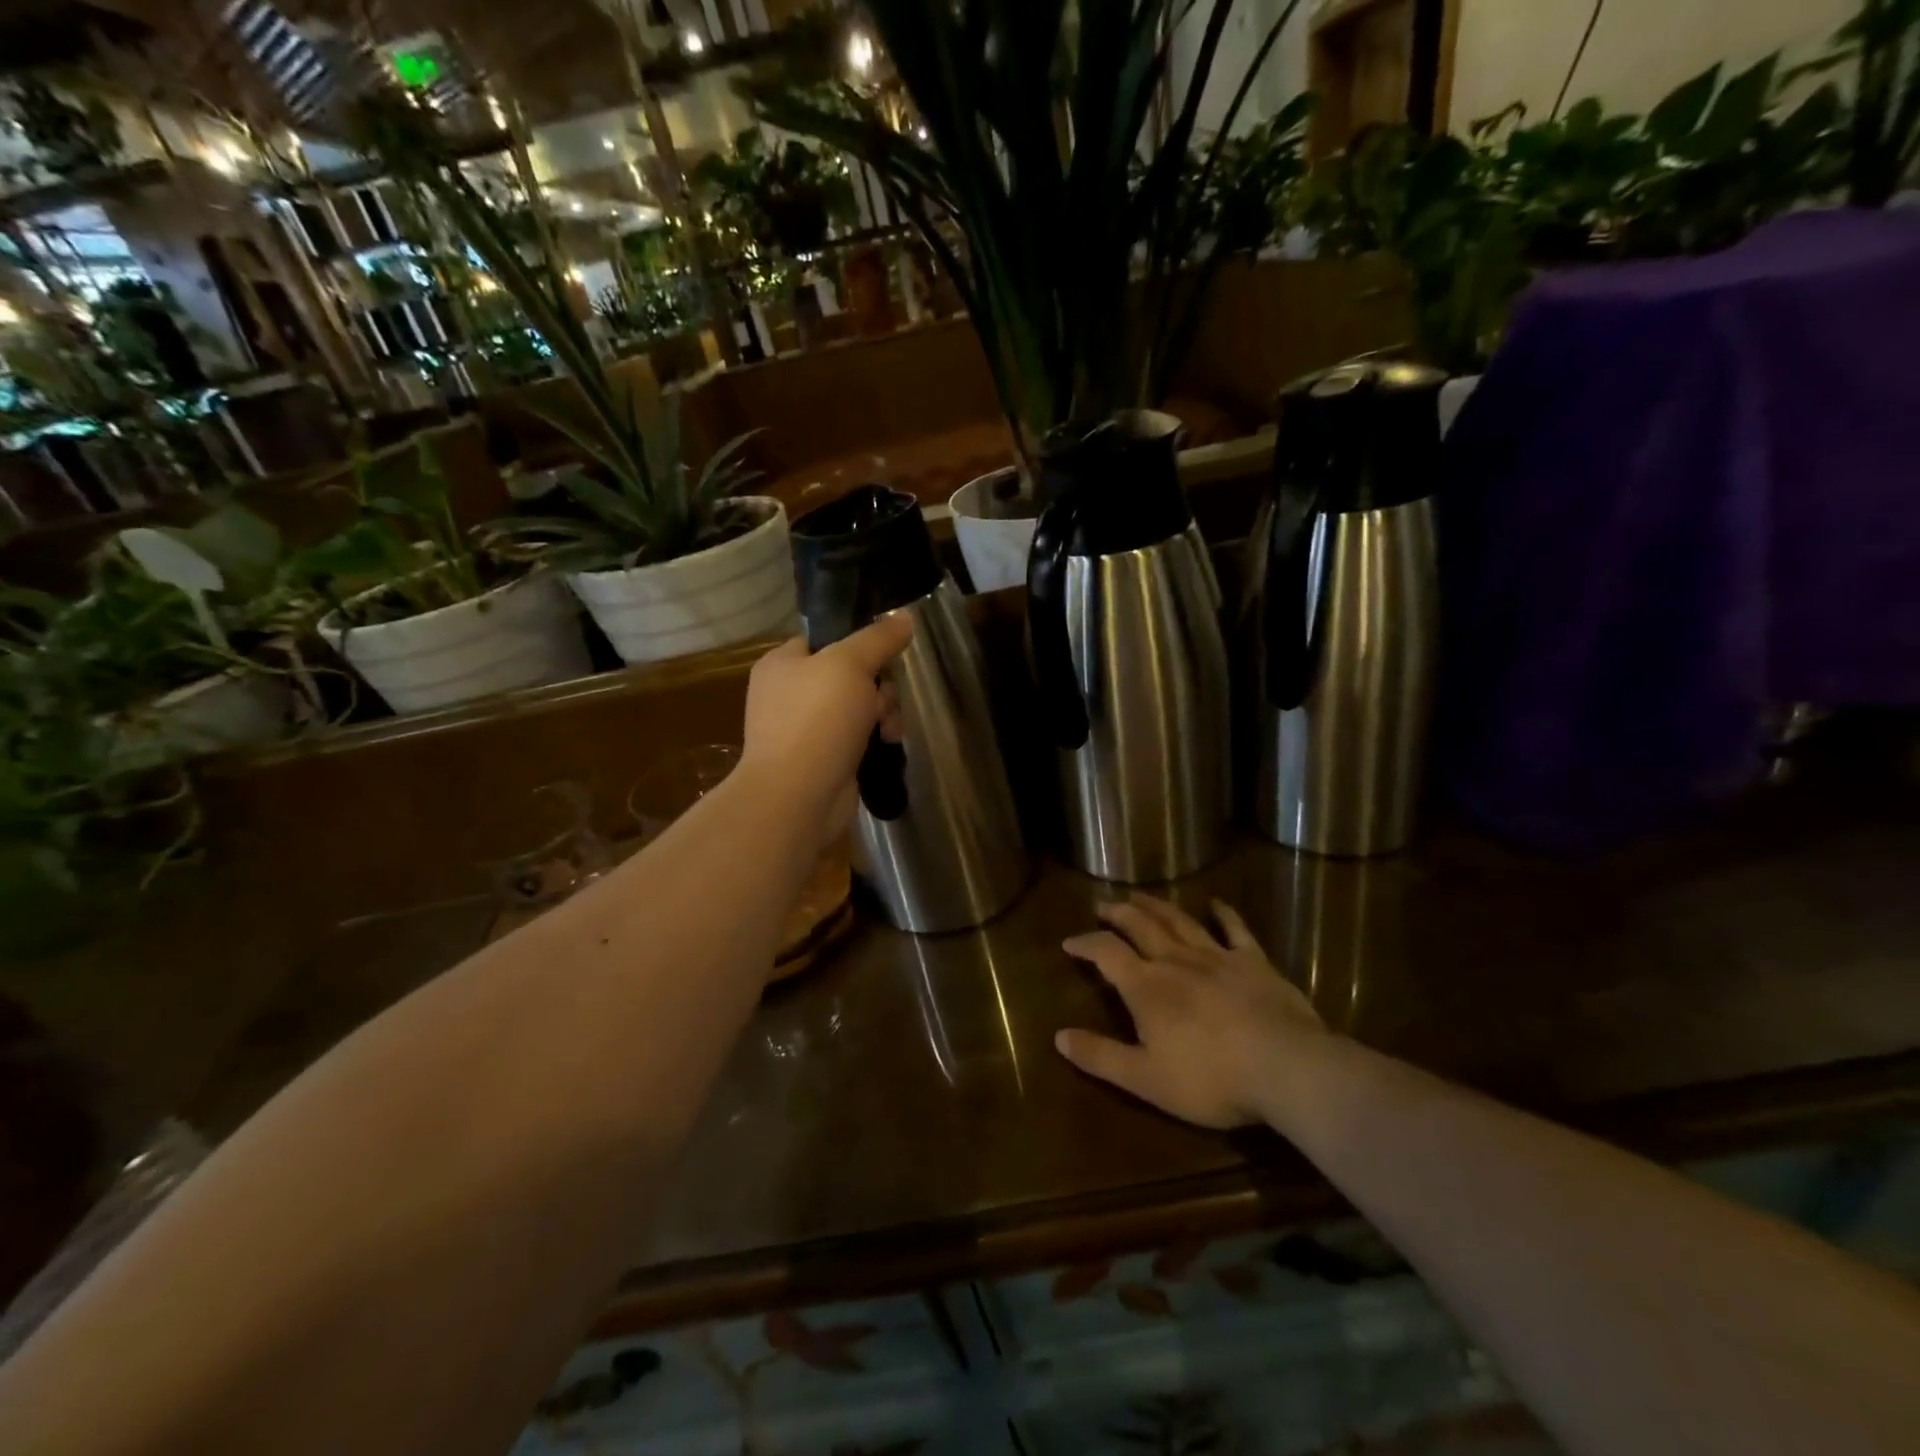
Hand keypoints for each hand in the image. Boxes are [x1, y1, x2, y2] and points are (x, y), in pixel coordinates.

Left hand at [740, 615, 911, 844]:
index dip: (859, 644)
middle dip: (878, 687)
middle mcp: (789, 694)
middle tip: (884, 701)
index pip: (826, 639)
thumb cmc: (817, 720)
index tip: (886, 656)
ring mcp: (805, 729)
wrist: (798, 796)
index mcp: (782, 663)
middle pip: (849, 674)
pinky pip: (856, 737)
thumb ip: (878, 639)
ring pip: (858, 707)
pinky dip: (874, 739)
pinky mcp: (822, 759)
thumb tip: (904, 616)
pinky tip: (886, 745)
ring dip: (882, 713)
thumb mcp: (850, 665)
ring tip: (889, 730)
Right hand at [1055, 895, 1324, 1129]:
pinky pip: (1236, 930)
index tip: (1069, 942)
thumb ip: (1100, 1057)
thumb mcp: (1145, 1079)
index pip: (1106, 953)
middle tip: (1103, 905)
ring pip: (1179, 921)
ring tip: (1139, 896)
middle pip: (1140, 926)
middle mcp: (1176, 961)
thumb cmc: (1210, 1078)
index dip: (1085, 943)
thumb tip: (1058, 1036)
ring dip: (1156, 906)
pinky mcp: (1254, 962)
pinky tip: (1217, 903)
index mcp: (1146, 987)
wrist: (1286, 1068)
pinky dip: (1224, 914)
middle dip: (1118, 913)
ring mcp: (1217, 957)